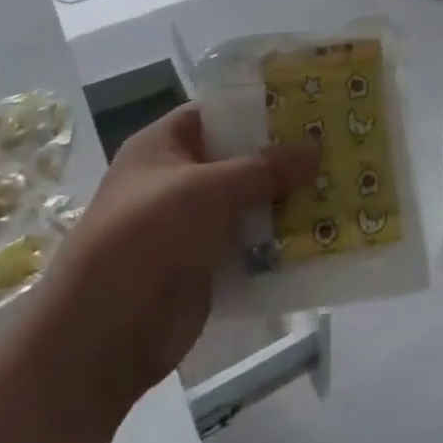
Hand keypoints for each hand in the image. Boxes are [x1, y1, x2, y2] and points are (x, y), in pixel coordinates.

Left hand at [30, 104, 317, 416]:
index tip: (312, 101)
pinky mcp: (209, 263)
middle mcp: (180, 178)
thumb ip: (264, 167)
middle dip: (286, 153)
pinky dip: (282, 237)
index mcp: (165, 145)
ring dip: (290, 196)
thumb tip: (317, 147)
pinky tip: (325, 229)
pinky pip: (253, 241)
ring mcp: (194, 223)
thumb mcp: (206, 190)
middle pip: (243, 156)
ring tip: (344, 180)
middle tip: (339, 140)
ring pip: (253, 200)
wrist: (98, 340)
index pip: (221, 110)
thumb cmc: (145, 239)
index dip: (263, 105)